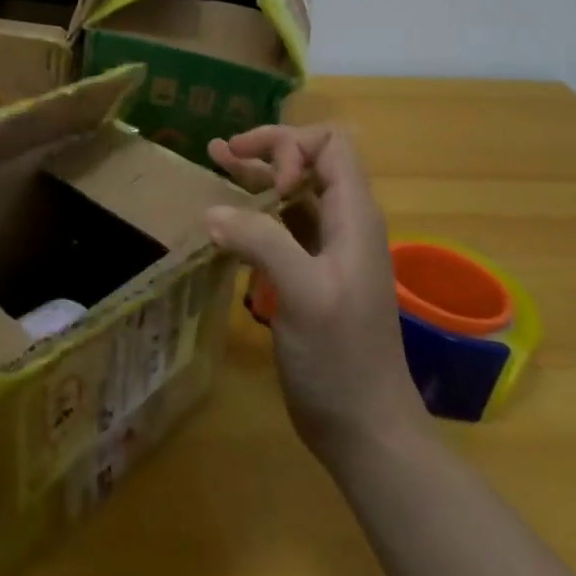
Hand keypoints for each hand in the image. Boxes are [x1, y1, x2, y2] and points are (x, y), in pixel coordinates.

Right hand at [204, 126, 424, 468]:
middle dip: (268, 149)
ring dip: (256, 174)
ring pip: (292, 192)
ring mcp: (326, 251)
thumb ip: (262, 242)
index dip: (293, 148)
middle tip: (222, 154)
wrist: (364, 428)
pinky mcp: (308, 275)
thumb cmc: (342, 359)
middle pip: (310, 161)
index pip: (331, 146)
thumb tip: (212, 211)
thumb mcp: (303, 294)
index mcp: (354, 218)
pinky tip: (225, 215)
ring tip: (215, 159)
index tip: (265, 185)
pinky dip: (253, 211)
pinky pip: (281, 226)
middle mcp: (343, 225)